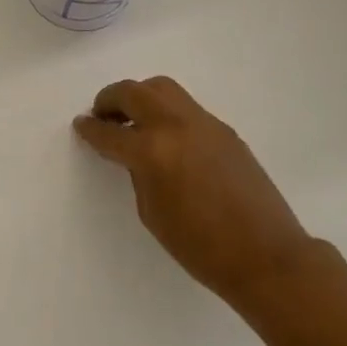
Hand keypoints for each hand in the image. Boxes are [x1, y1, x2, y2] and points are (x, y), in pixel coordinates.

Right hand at [73, 77, 320, 309]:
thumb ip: (139, 173)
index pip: (110, 132)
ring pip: (164, 90)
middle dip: (111, 99)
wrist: (265, 255)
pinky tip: (166, 139)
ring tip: (132, 120)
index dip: (90, 129)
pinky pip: (187, 108)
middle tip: (102, 115)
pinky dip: (167, 113)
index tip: (81, 125)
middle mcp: (177, 126)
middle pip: (135, 92)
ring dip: (141, 98)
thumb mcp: (152, 212)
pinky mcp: (225, 131)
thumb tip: (136, 155)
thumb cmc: (200, 246)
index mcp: (152, 151)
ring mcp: (205, 124)